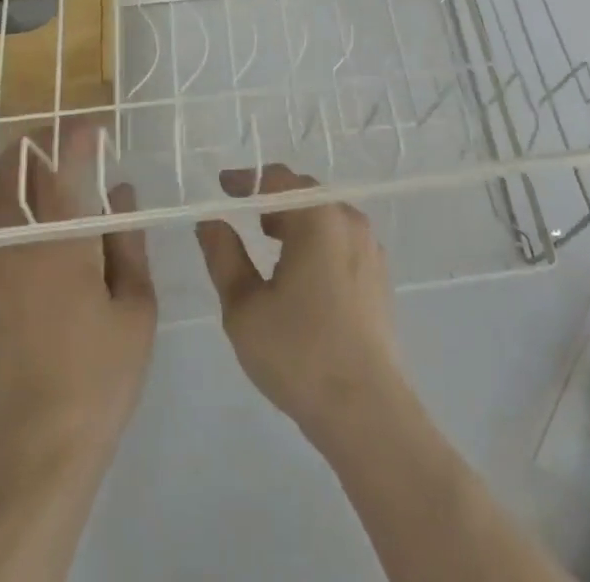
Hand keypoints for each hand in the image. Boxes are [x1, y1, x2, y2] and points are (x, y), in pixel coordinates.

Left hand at [0, 122, 156, 480]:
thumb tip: (121, 192)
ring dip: (5, 170)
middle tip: (60, 138)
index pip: (64, 163)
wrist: (34, 450)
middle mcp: (15, 242)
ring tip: (26, 167)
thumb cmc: (99, 376)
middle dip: (37, 141)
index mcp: (62, 240)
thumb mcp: (136, 308)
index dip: (77, 133)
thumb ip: (128, 243)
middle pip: (14, 168)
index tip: (93, 125)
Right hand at [195, 164, 407, 446]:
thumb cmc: (298, 353)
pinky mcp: (379, 274)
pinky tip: (299, 271)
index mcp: (318, 217)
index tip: (222, 187)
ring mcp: (370, 247)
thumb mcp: (244, 307)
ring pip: (325, 217)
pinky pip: (341, 240)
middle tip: (242, 213)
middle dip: (271, 198)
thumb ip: (223, 256)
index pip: (277, 178)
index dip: (247, 180)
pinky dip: (316, 241)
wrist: (367, 411)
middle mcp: (349, 220)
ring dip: (295, 220)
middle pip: (305, 194)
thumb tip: (210, 221)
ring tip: (266, 240)